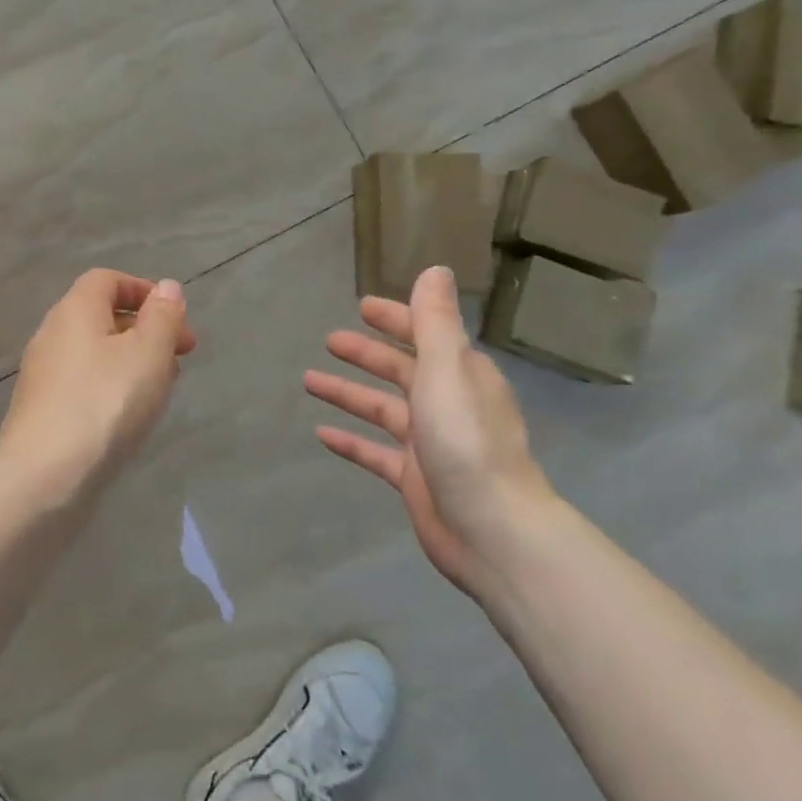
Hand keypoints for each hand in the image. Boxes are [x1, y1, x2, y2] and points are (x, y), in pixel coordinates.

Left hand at [0, 269, 195, 496]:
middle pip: (102, 317)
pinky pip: (83, 385)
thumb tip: (167, 288)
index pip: (107, 280)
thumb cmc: (104, 403)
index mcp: (74, 310)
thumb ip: (162, 317)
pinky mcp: (41, 411)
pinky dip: (111, 388)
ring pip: (95, 354)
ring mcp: (43, 375)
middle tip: (181, 357)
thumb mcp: (148, 354)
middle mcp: (52, 334)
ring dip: (132, 362)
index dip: (143, 291)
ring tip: (162, 390)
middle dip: (146, 331)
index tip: (175, 318)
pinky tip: (130, 418)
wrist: (43, 478)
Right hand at [304, 266, 553, 593]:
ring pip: (382, 409)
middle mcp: (447, 403)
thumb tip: (434, 269)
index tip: (361, 306)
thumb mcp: (447, 369)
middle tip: (329, 341)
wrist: (493, 530)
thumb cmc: (467, 441)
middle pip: (400, 370)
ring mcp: (430, 443)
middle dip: (366, 354)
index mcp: (460, 374)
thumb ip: (435, 320)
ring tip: (308, 381)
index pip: (424, 334)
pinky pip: (375, 452)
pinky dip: (351, 441)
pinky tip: (321, 434)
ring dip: (348, 393)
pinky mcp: (415, 478)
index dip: (395, 319)